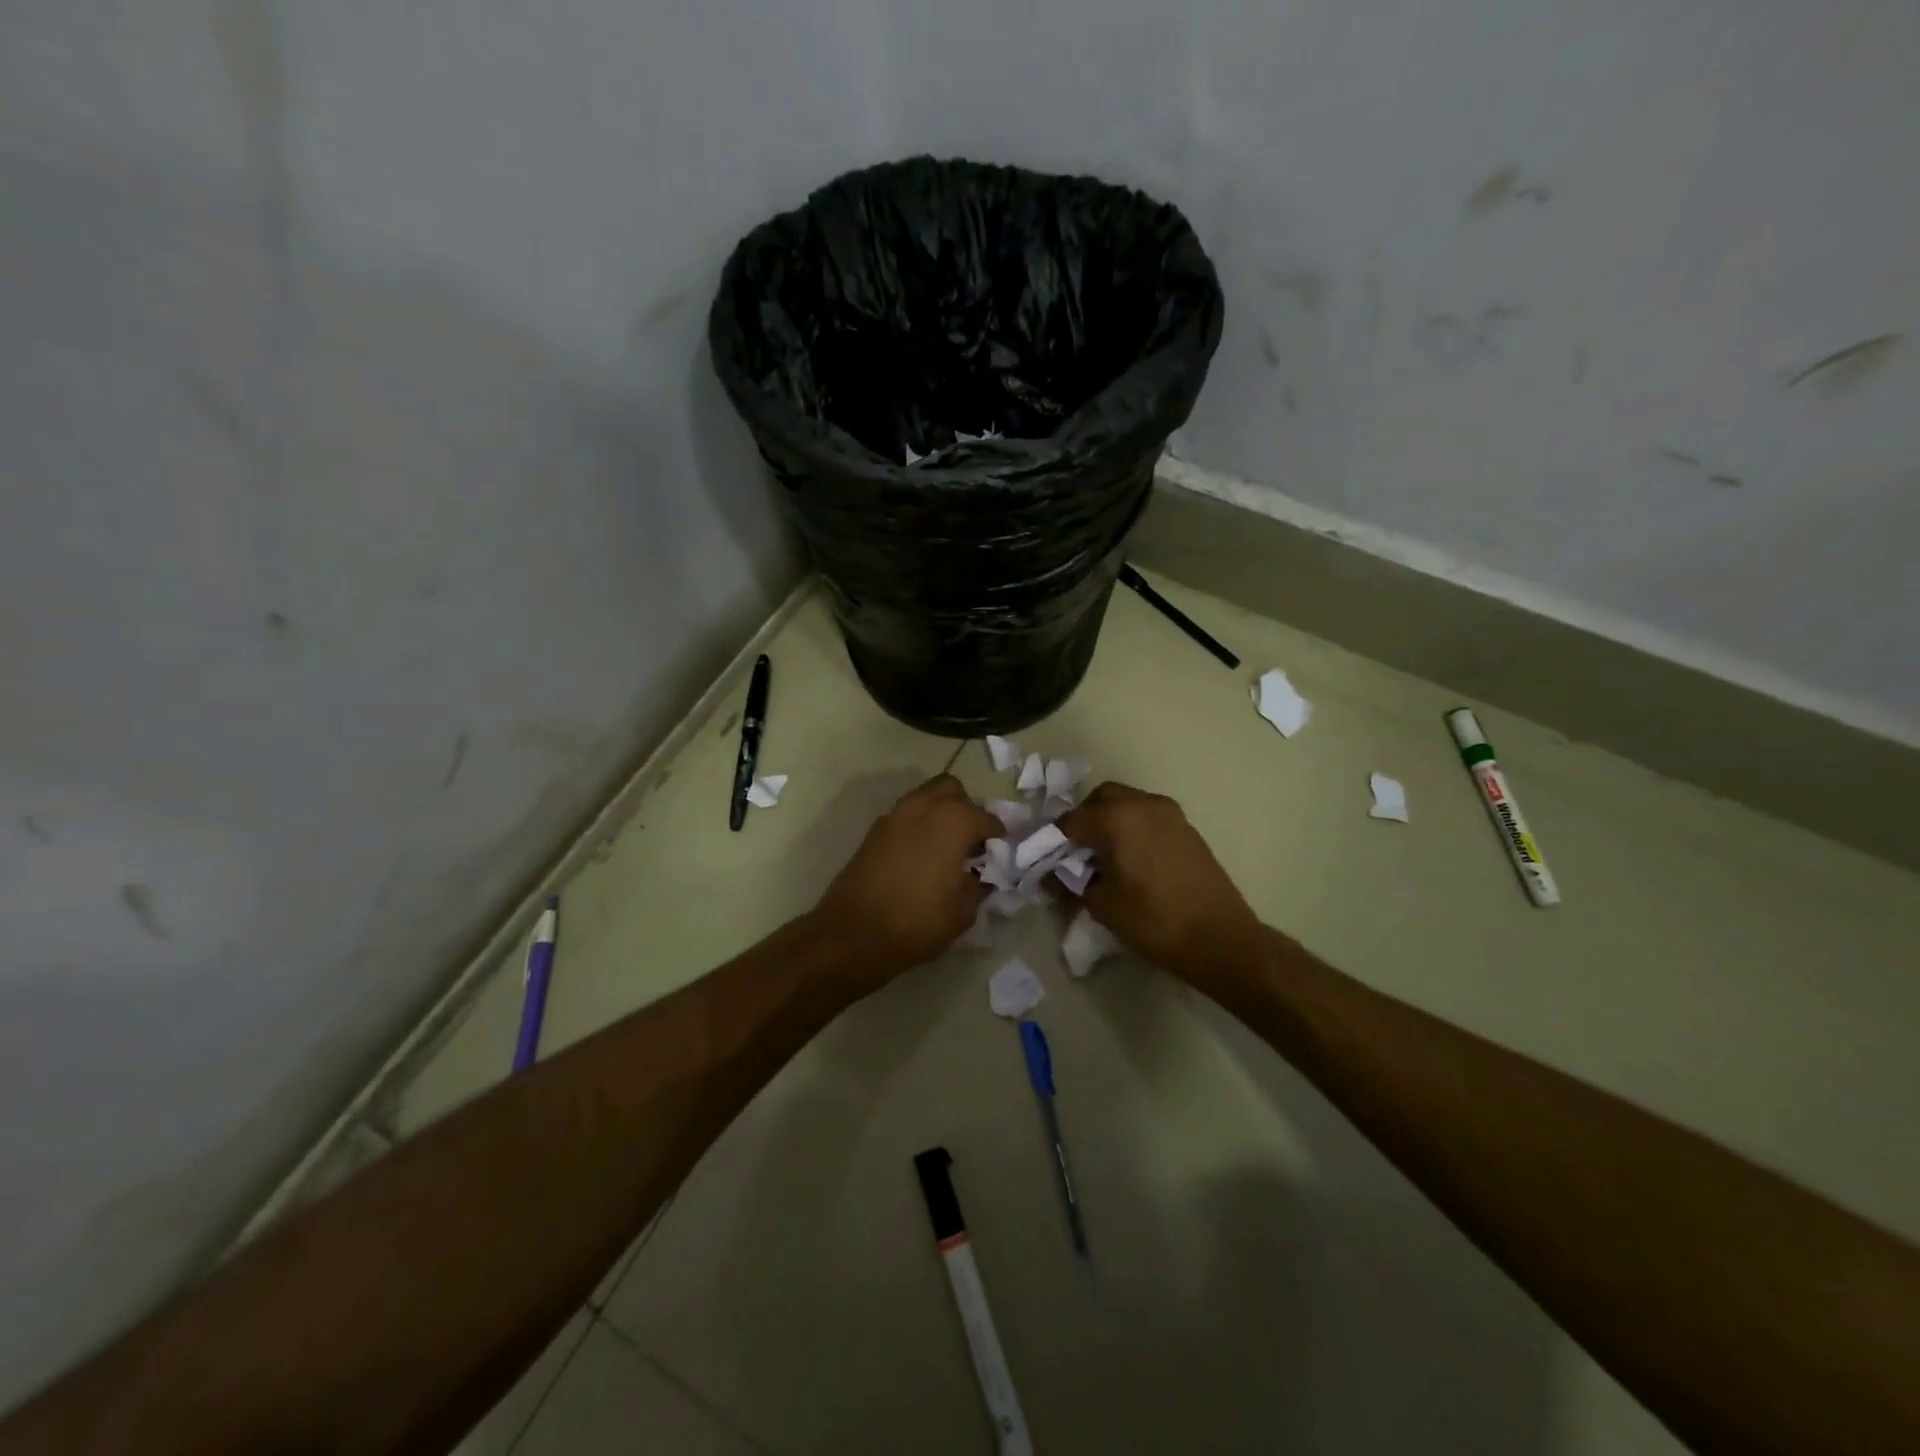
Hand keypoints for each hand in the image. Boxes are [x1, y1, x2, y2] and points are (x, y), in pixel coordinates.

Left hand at [806, 774, 999, 991]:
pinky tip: (922, 856)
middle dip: (966, 808)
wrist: (852, 934)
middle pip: (952, 790)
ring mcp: (894, 816)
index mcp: (952, 821)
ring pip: (925, 798)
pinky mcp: (874, 831)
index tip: (1002, 851)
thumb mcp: (962, 912)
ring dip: (940, 813)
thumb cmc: (916, 923)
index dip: (998, 835)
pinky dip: (919, 826)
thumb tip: (979, 877)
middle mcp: (923, 807)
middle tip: (972, 840)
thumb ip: (977, 887)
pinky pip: (905, 816)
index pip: (986, 818)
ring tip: (947, 847)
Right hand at [1058, 782, 1264, 979]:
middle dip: (1086, 820)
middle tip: (1079, 853)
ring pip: (1129, 804)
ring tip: (1107, 859)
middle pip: (1101, 799)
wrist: (1220, 938)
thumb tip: (1050, 877)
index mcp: (1116, 818)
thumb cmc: (1153, 920)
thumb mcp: (1102, 905)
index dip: (1055, 841)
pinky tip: (1134, 862)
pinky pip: (1150, 818)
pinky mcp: (1188, 829)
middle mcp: (1142, 804)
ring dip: (1112, 822)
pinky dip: (1135, 829)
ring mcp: (1170, 814)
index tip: (1050, 862)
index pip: (1071, 820)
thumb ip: (1071, 884)